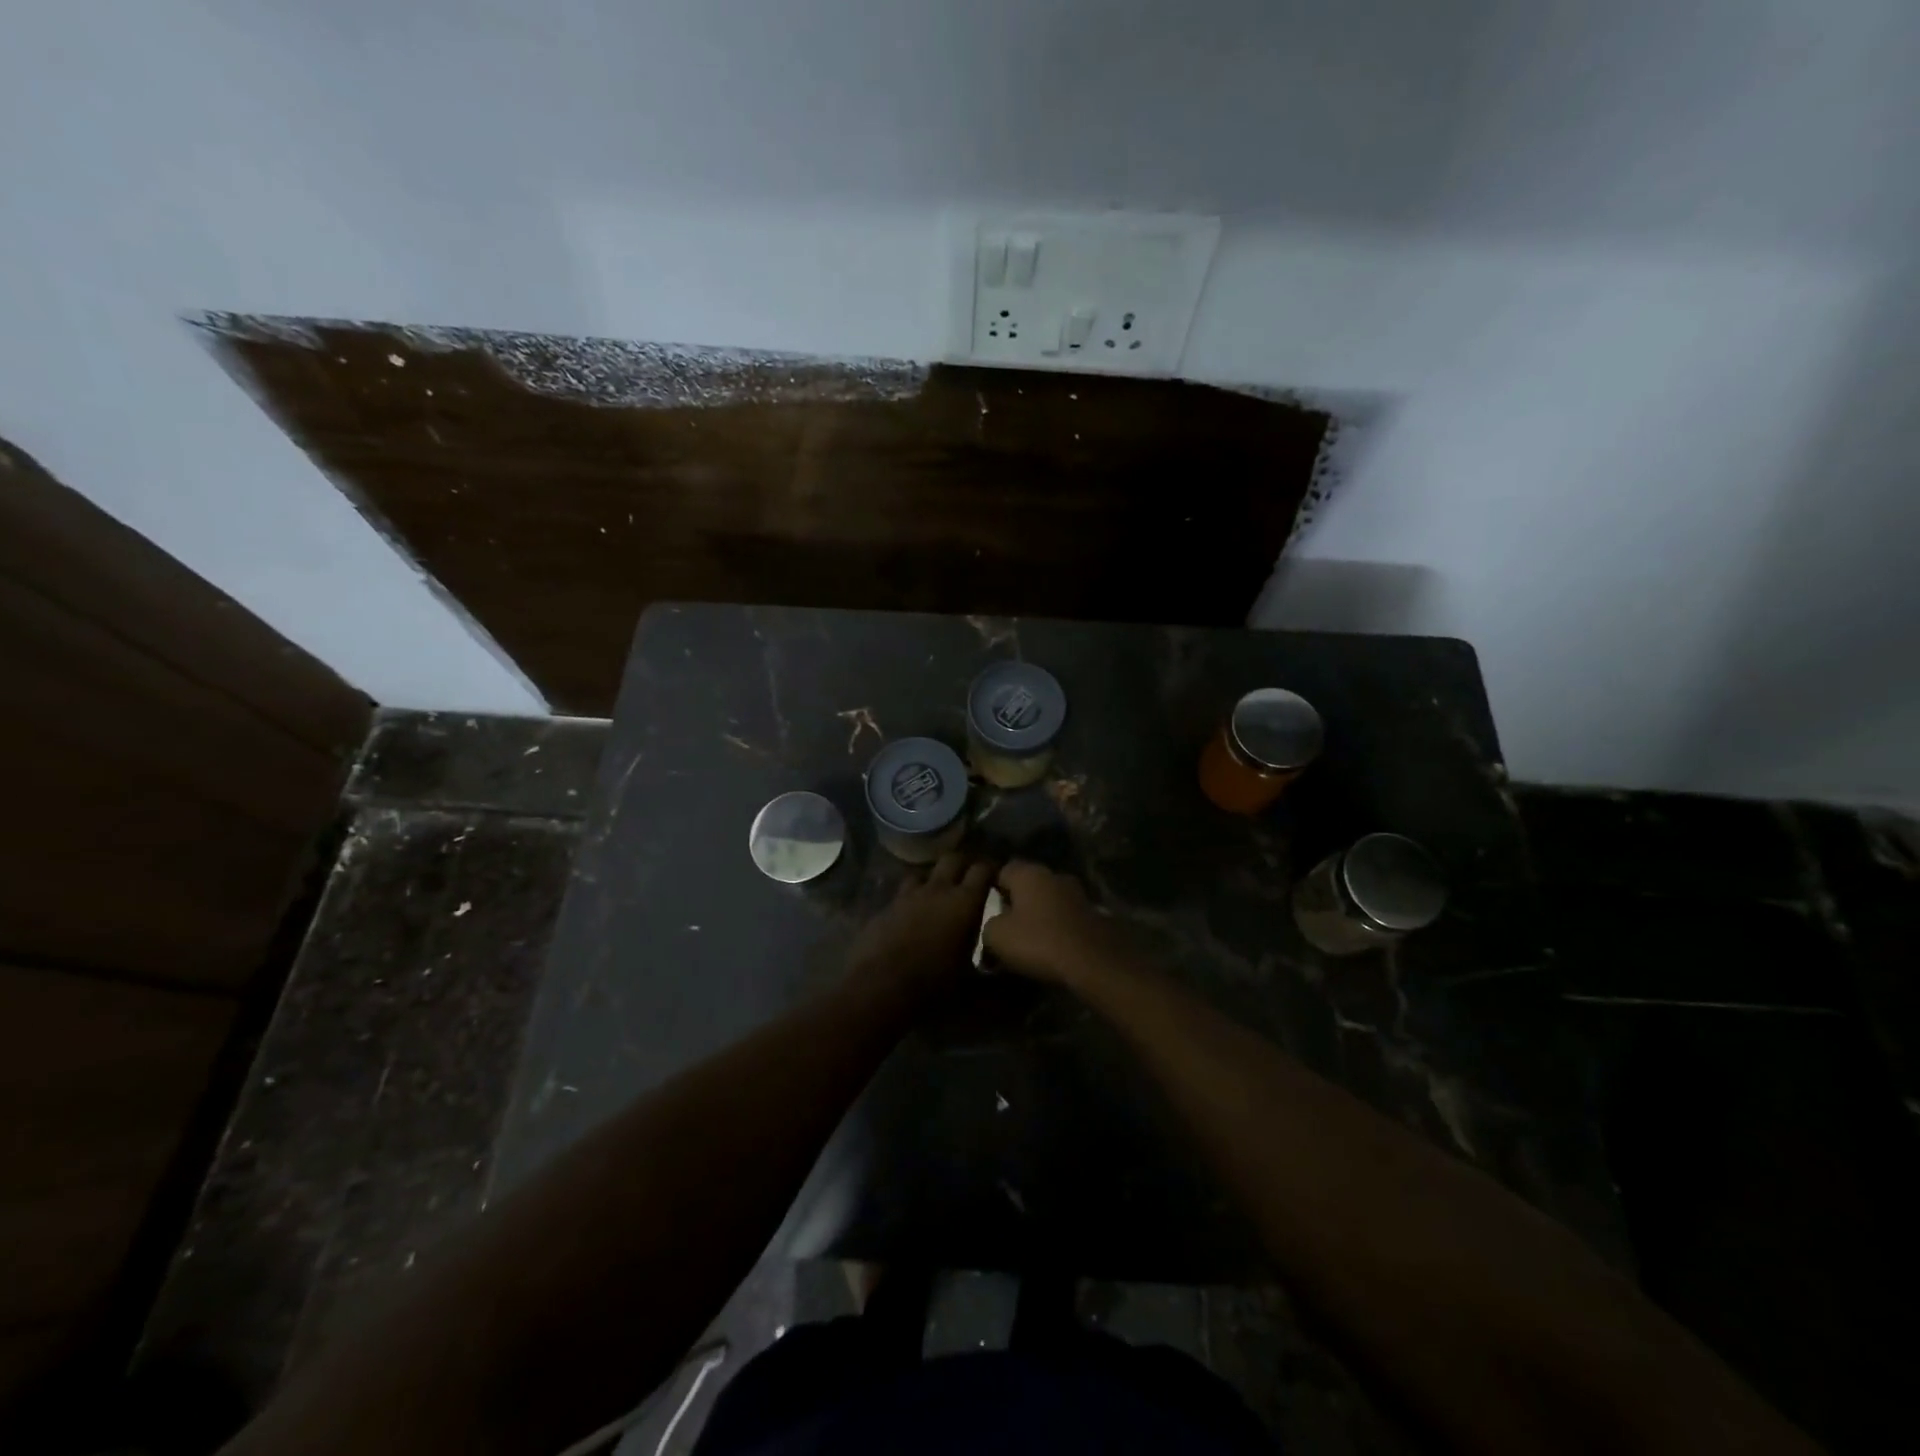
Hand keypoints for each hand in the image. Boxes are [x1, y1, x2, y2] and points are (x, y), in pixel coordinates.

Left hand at [846, 852, 994, 1001]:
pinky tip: (909, 917)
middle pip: (952, 859)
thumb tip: (1003, 976)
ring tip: (936, 894)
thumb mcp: (970, 980)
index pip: (983, 869)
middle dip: (962, 864)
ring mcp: (907, 896)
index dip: (991, 869)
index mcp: (965, 902)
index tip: (995, 877)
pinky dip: (909, 901)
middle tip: (968, 878)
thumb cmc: (934, 983)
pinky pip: (901, 895)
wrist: (881, 987)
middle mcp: (937, 890)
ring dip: (932, 880)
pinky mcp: (885, 907)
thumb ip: (988, 972)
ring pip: (923, 873)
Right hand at [983, 861, 1130, 988]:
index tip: (985, 909)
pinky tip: (1052, 948)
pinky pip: (1066, 918)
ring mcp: (1078, 893)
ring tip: (1029, 940)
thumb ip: (988, 925)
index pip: (1002, 870)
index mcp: (1029, 873)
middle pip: (1028, 885)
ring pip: (1049, 901)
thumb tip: (992, 927)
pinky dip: (1058, 928)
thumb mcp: (997, 936)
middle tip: (1005, 927)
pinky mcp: (1094, 914)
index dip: (991, 889)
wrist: (1094, 961)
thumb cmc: (1039, 941)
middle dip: (1017, 903)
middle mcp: (1054, 875)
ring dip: (1040, 916)